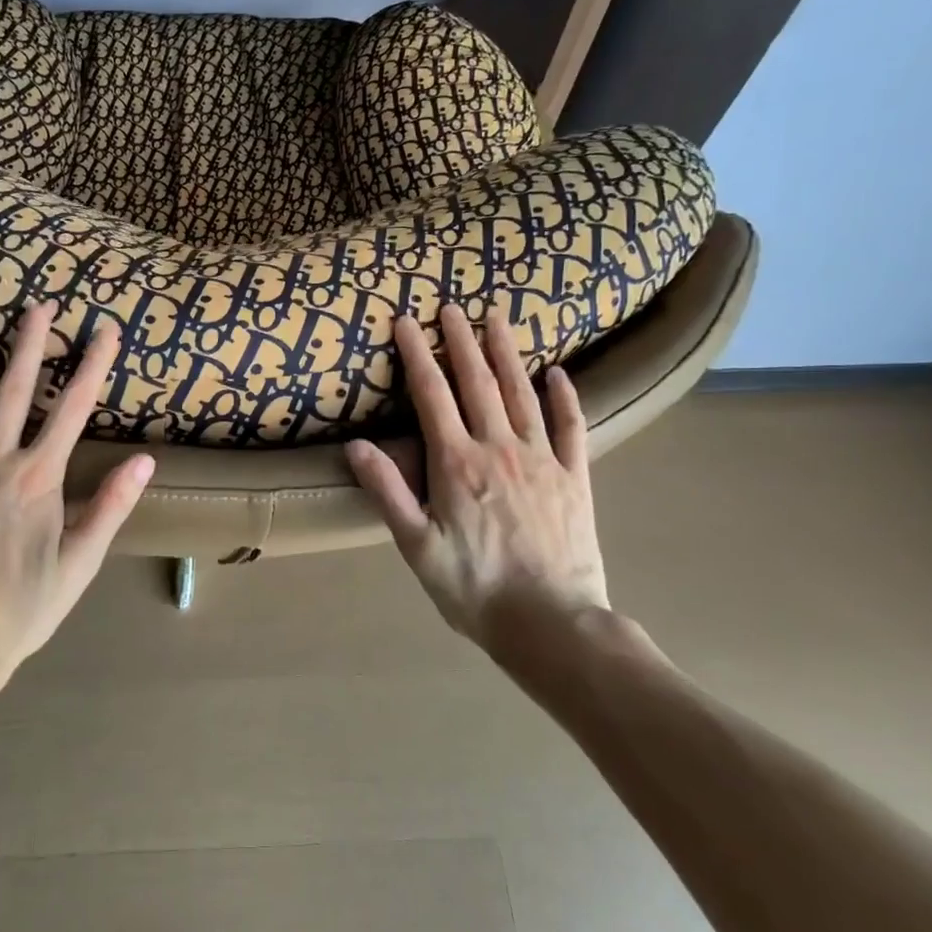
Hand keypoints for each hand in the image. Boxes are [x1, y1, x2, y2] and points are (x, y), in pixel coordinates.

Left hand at [0, 304, 153, 681]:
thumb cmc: (22, 609)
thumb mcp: (79, 563)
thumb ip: (111, 507)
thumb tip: (144, 461)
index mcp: (37, 479)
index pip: (72, 410)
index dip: (91, 367)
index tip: (105, 331)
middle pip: (12, 394)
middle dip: (27, 346)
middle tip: (36, 306)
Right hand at [346, 307, 609, 654]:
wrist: (552, 625)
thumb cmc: (474, 589)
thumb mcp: (417, 546)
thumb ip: (387, 492)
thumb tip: (356, 446)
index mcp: (457, 463)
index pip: (432, 395)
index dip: (417, 354)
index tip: (406, 321)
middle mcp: (499, 448)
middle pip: (477, 382)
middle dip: (461, 341)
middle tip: (452, 306)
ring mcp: (542, 460)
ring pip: (522, 393)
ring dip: (507, 353)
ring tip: (497, 318)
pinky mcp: (576, 478)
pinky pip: (572, 427)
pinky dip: (565, 397)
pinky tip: (559, 373)